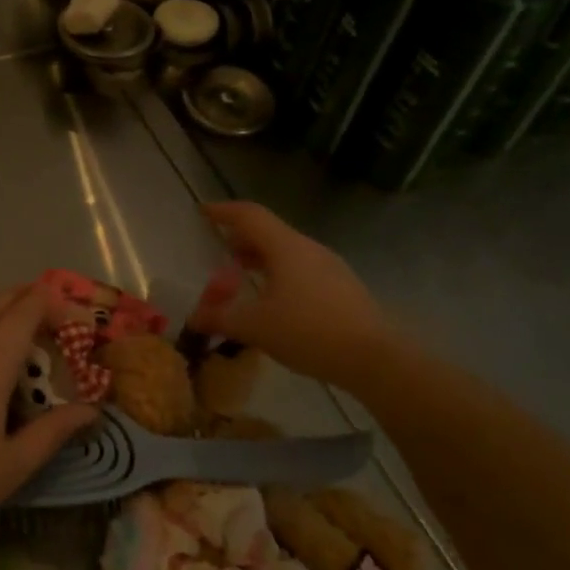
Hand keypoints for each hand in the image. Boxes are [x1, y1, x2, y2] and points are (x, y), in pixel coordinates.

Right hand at [193, 202, 399, 391]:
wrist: (376, 359)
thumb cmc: (309, 332)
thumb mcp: (255, 327)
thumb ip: (220, 318)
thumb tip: (193, 318)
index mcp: (286, 247)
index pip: (249, 215)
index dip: (223, 211)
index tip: (202, 212)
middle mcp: (309, 249)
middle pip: (269, 232)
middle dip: (241, 238)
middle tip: (219, 251)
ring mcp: (330, 267)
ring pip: (287, 252)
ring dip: (261, 258)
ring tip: (242, 277)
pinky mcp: (342, 288)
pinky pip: (302, 269)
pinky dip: (280, 274)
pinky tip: (274, 301)